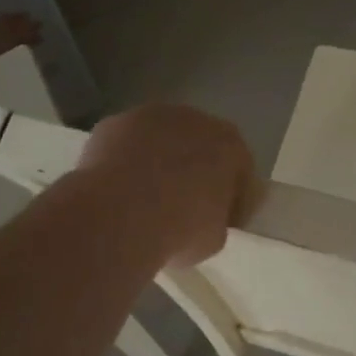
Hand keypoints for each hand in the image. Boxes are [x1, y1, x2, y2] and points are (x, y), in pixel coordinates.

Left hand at [77, 105, 255, 266]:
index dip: (231, 196)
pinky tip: (116, 187)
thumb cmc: (179, 229)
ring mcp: (152, 117)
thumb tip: (203, 218)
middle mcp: (196, 120)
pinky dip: (125, 160)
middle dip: (194, 169)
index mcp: (231, 146)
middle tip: (182, 204)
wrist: (119, 216)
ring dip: (158, 159)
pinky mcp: (115, 122)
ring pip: (161, 139)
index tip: (220, 220)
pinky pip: (127, 143)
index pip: (239, 169)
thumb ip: (216, 218)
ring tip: (144, 196)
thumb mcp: (214, 238)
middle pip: (201, 144)